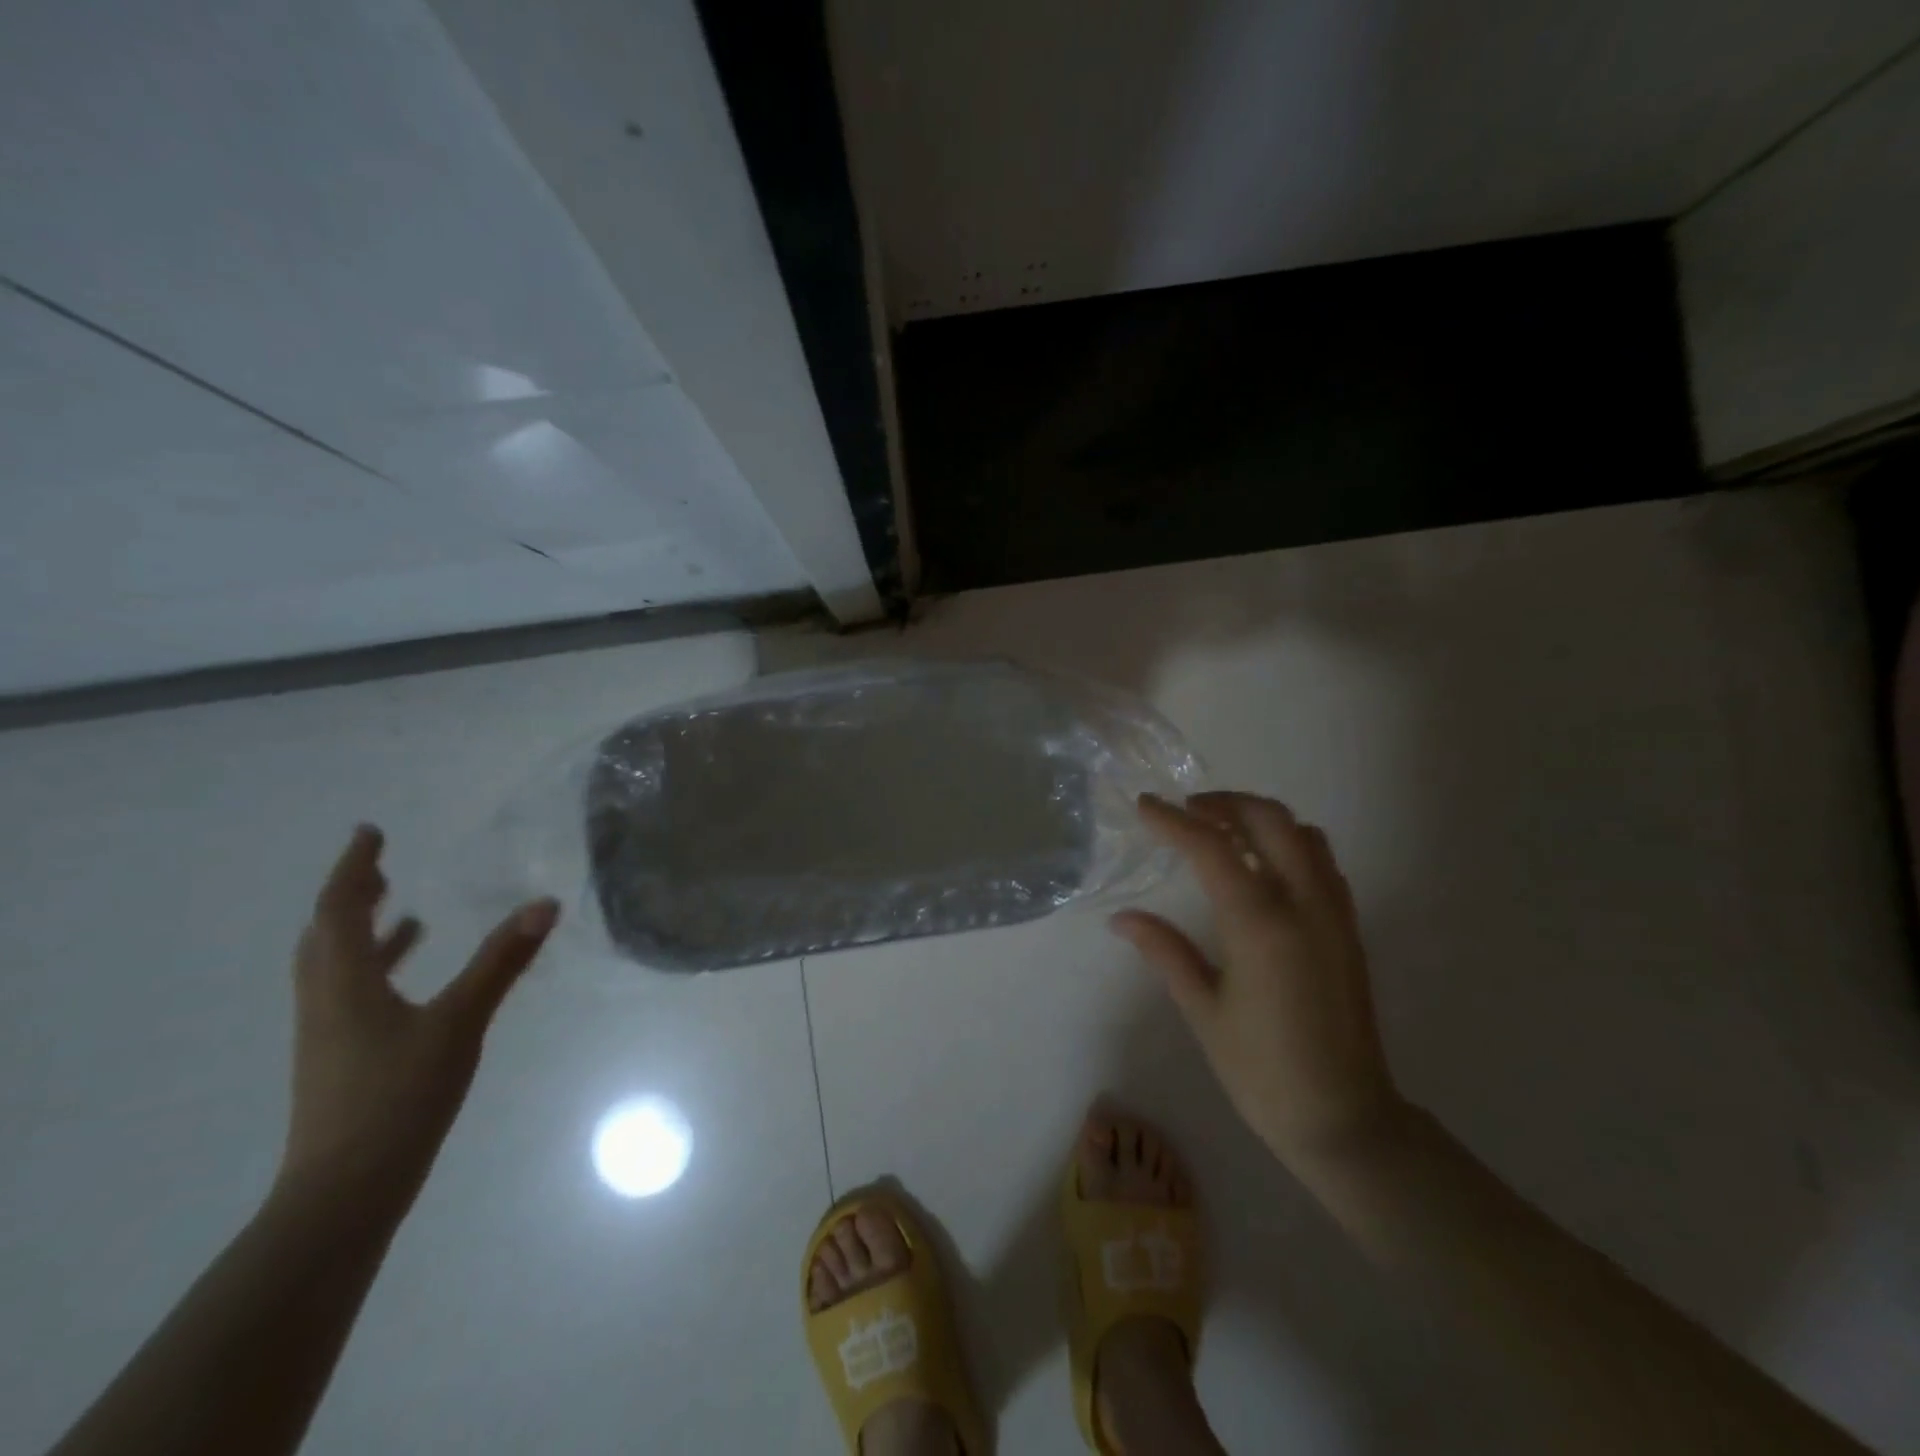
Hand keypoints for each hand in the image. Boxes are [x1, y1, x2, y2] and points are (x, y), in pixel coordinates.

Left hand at [276, 825, 558, 1214]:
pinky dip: (378, 970)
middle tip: (381, 867)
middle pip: (326, 936)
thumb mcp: (459, 1023)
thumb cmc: (398, 1097)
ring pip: (336, 967)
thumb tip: (544, 905)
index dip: (354, 868)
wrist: (345, 1192)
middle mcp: (326, 1001)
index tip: (370, 833)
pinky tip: (412, 982)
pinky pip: (353, 994)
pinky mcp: (341, 1059)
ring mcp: (328, 1034)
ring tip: (404, 913)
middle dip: (351, 897)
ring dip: (363, 933)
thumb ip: (502, 962)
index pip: (340, 909)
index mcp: (344, 983)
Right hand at [1112, 792, 1405, 1171]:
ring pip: (1303, 833)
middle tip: (1187, 811)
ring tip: (1221, 833)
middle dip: (1224, 803)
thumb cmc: (1262, 1070)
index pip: (1212, 848)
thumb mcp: (1202, 1010)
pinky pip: (1322, 861)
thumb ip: (1164, 951)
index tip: (1144, 805)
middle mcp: (1304, 905)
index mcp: (1260, 925)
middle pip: (1269, 820)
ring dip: (1260, 819)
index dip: (1173, 821)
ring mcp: (1334, 914)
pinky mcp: (1349, 928)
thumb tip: (1121, 918)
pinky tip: (1262, 868)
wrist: (1345, 1119)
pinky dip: (1289, 843)